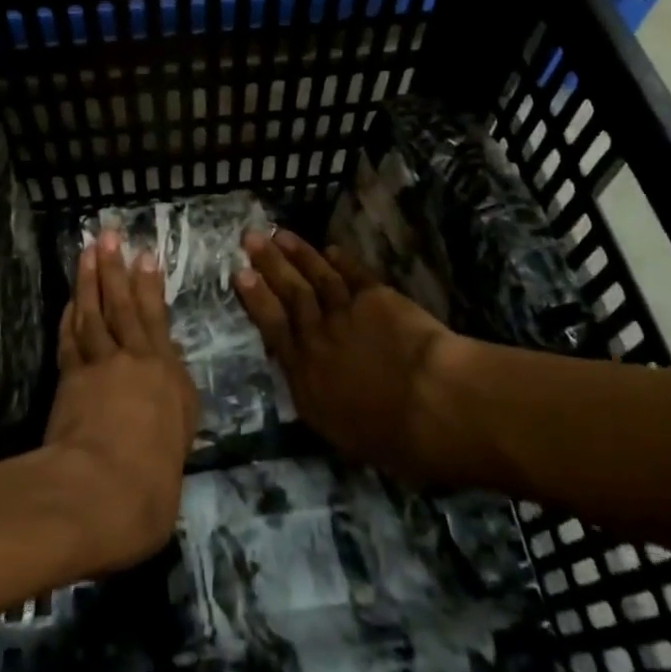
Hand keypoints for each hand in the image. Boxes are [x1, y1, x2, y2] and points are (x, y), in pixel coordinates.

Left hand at [42, 230, 200, 571]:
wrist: (102, 492)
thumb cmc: (153, 482)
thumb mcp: (179, 441)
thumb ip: (174, 403)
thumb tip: (167, 372)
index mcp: (167, 375)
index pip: (157, 320)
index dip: (150, 286)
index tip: (145, 256)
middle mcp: (135, 360)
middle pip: (124, 306)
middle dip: (117, 269)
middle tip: (111, 236)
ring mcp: (99, 366)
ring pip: (95, 313)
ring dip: (91, 280)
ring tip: (88, 251)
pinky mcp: (71, 378)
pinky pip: (70, 338)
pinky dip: (70, 316)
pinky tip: (70, 300)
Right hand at [235, 230, 463, 486]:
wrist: (431, 404)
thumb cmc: (390, 437)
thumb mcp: (338, 432)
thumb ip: (319, 401)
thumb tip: (309, 387)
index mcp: (305, 374)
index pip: (273, 328)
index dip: (256, 299)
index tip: (240, 274)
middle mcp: (318, 336)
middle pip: (291, 294)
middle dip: (269, 264)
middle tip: (251, 237)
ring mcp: (346, 312)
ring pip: (318, 277)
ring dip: (299, 254)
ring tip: (281, 234)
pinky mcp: (377, 298)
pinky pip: (355, 275)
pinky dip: (342, 261)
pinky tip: (331, 249)